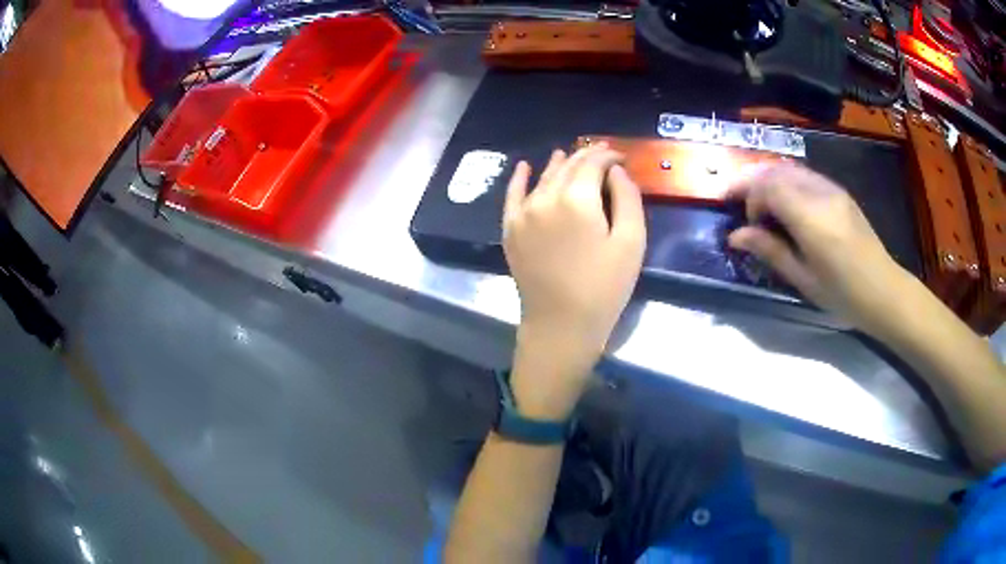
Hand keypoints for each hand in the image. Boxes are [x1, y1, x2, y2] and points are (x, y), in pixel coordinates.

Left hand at [503, 146, 645, 418]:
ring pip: (543, 177)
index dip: (609, 156)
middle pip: (567, 166)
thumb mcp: (631, 242)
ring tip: (570, 155)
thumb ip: (627, 198)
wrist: (561, 325)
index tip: (621, 158)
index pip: (593, 163)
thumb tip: (615, 171)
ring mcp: (523, 213)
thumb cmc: (604, 287)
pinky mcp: (510, 229)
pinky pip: (513, 195)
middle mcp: (545, 198)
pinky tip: (525, 166)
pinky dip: (520, 178)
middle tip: (602, 156)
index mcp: (577, 199)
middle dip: (587, 157)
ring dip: (559, 164)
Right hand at [726, 163, 913, 334]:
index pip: (769, 186)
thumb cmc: (842, 293)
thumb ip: (770, 250)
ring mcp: (832, 188)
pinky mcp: (839, 191)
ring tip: (761, 203)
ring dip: (769, 180)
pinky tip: (786, 203)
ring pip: (790, 168)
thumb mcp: (803, 278)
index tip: (746, 223)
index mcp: (811, 218)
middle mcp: (820, 193)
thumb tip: (735, 236)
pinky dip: (787, 181)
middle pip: (776, 171)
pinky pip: (805, 175)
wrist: (883, 289)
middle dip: (753, 183)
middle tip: (741, 204)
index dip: (749, 197)